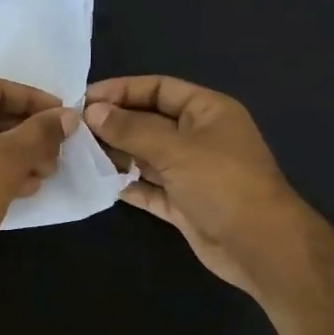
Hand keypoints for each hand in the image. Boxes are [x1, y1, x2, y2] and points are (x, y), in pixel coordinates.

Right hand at [84, 76, 312, 296]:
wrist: (259, 246)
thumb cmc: (222, 183)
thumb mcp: (175, 148)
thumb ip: (131, 129)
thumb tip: (92, 111)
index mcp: (207, 111)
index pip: (159, 89)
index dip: (122, 90)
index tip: (84, 99)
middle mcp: (199, 137)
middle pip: (150, 121)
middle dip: (115, 123)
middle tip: (74, 128)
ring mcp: (191, 172)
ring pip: (147, 156)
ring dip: (117, 154)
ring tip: (79, 153)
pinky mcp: (183, 203)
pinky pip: (149, 188)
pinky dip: (127, 184)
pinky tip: (98, 182)